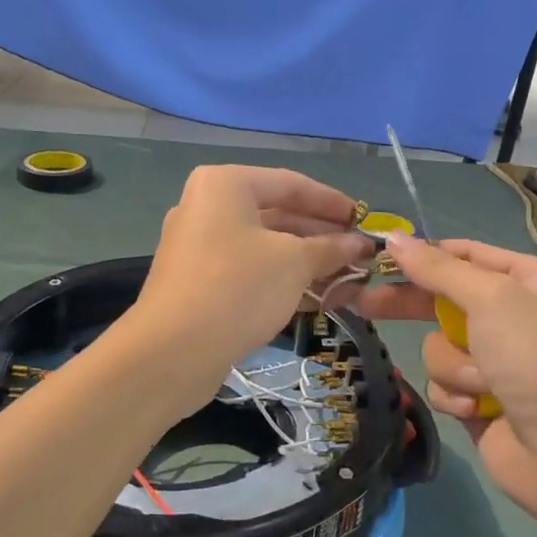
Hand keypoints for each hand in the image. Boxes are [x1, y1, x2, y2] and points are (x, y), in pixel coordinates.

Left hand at [129, 165, 372, 393]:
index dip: (332, 202)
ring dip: (308, 262)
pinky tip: (319, 298)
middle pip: (279, 215)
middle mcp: (208, 207)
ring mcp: (201, 246)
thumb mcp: (294, 262)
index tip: (364, 220)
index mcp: (226, 185)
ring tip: (349, 279)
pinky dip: (284, 280)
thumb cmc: (238, 287)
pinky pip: (251, 270)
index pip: (291, 184)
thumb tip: (360, 244)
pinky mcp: (200, 282)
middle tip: (360, 254)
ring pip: (266, 247)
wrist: (172, 352)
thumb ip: (330, 248)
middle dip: (323, 236)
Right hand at [358, 236, 536, 525]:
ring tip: (481, 382)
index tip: (381, 255)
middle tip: (365, 303)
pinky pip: (443, 382)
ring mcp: (495, 359)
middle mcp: (513, 314)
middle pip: (443, 298)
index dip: (425, 254)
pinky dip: (455, 393)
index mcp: (529, 280)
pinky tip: (477, 408)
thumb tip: (394, 237)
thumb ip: (438, 269)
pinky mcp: (479, 397)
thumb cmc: (535, 359)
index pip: (466, 253)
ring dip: (453, 364)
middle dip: (411, 305)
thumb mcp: (490, 299)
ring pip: (438, 345)